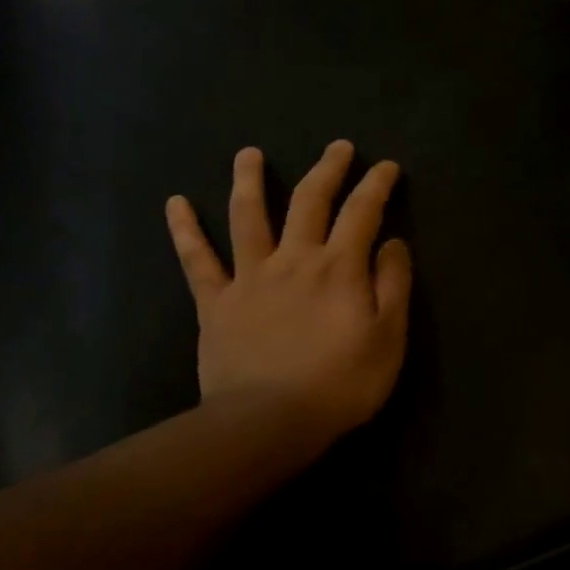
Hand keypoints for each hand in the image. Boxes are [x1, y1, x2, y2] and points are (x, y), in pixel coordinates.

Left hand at [165, 141, 410, 455]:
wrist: (268, 422)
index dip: (376, 185)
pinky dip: (185, 231)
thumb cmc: (339, 384)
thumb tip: (393, 242)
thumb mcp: (388, 338)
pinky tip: (175, 203)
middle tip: (338, 146)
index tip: (386, 167)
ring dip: (249, 180)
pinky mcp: (216, 302)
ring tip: (249, 153)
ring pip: (248, 217)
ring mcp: (250, 277)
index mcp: (339, 268)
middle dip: (327, 169)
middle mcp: (294, 259)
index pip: (362, 212)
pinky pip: (197, 261)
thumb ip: (393, 285)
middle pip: (310, 201)